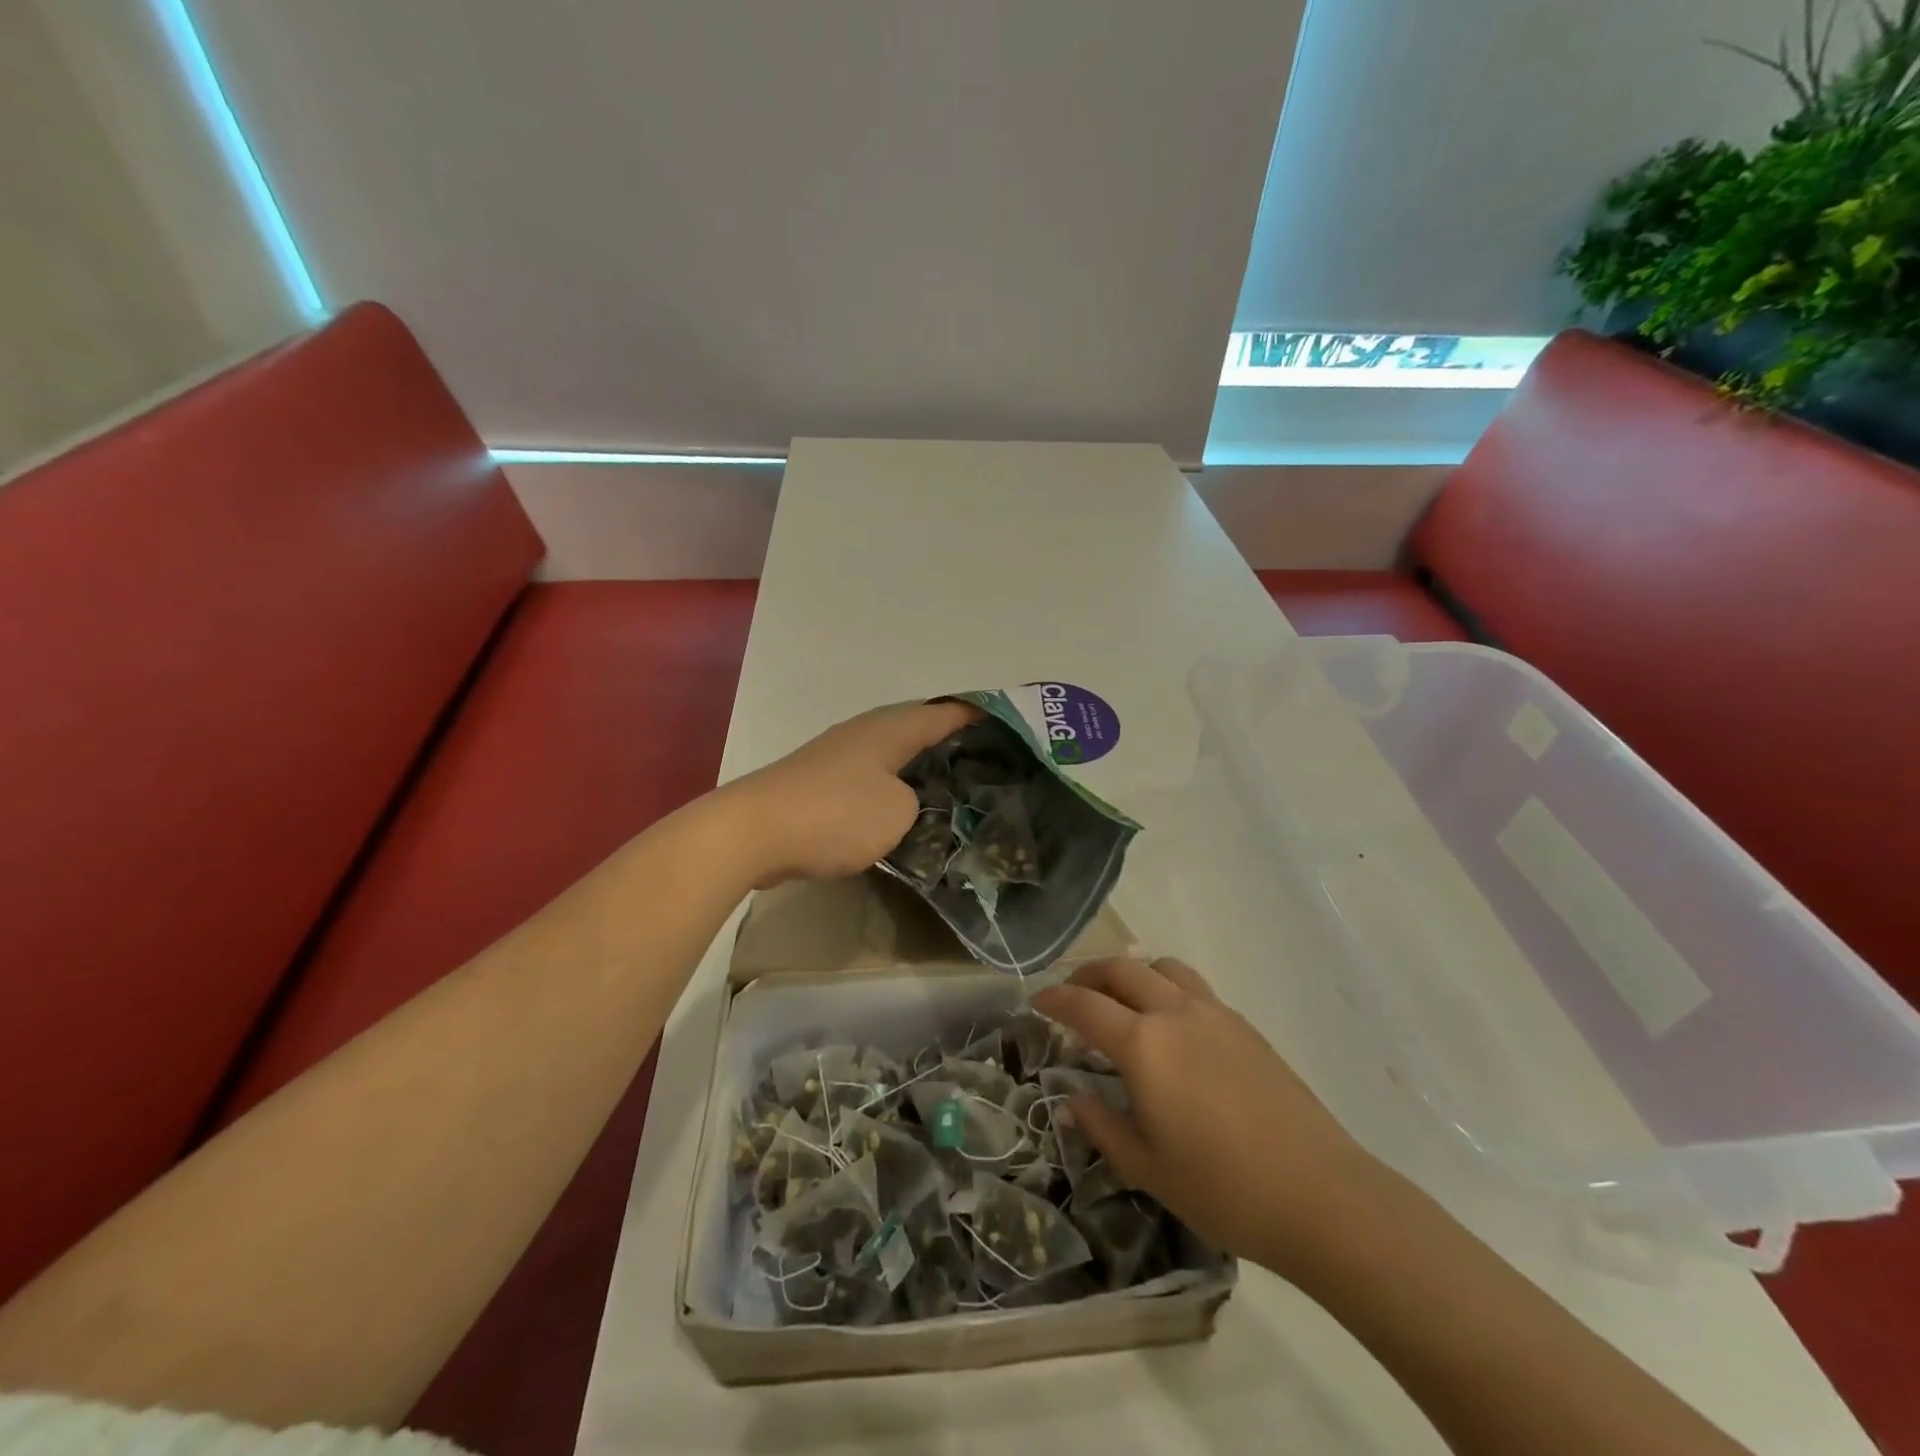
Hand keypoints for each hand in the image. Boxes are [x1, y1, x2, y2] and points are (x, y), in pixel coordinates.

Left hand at [726, 700, 976, 884]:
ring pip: (891, 754)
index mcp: (890, 729)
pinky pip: (869, 776)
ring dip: (918, 765)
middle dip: (948, 740)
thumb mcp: (897, 812)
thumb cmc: (835, 814)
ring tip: (949, 784)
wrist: (753, 832)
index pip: (943, 713)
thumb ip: (916, 802)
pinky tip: (900, 808)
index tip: (1004, 719)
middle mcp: (864, 732)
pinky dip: (891, 786)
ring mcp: (837, 755)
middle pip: (916, 728)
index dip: (974, 715)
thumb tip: (904, 802)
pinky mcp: (818, 782)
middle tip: (984, 758)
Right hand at [1034, 957, 1386, 1279]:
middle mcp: (1175, 1013)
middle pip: (1122, 969)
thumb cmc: (1223, 1188)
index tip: (1036, 1000)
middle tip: (1072, 992)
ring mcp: (1215, 1014)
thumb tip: (1072, 1100)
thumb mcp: (1147, 1167)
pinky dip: (1167, 987)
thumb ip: (1103, 1126)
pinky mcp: (1245, 1026)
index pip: (1084, 1006)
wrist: (1320, 1195)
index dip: (1054, 999)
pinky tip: (1171, 1026)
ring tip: (1122, 997)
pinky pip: (1193, 987)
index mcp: (1144, 1044)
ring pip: (1163, 967)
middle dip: (1088, 974)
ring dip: (1133, 972)